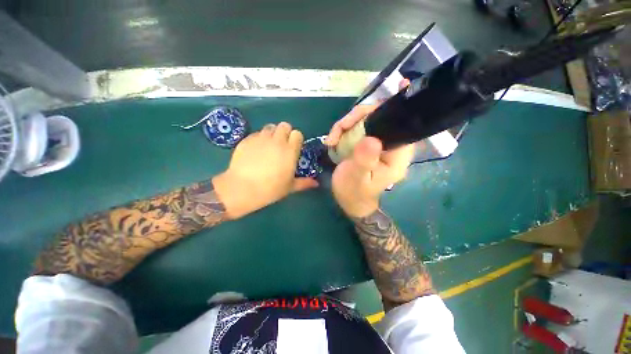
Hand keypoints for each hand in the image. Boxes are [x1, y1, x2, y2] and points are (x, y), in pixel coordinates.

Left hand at [213, 122, 317, 218]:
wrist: (243, 188)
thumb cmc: (270, 189)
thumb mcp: (290, 187)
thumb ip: (304, 182)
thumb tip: (316, 183)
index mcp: (290, 151)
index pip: (297, 134)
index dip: (296, 139)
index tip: (294, 147)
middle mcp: (277, 141)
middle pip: (284, 125)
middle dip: (285, 132)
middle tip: (282, 145)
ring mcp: (261, 139)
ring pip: (270, 127)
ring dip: (272, 134)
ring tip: (269, 146)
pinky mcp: (247, 140)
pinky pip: (256, 133)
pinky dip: (259, 138)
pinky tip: (255, 150)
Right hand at [327, 105, 414, 217]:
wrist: (349, 200)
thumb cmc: (355, 192)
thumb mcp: (357, 179)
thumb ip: (365, 161)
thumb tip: (370, 139)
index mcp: (398, 154)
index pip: (400, 123)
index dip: (388, 108)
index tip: (381, 97)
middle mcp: (392, 144)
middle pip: (380, 117)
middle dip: (357, 118)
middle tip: (338, 130)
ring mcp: (377, 142)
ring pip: (366, 120)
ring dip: (346, 125)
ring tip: (332, 139)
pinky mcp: (366, 142)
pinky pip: (356, 127)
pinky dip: (342, 130)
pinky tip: (333, 140)